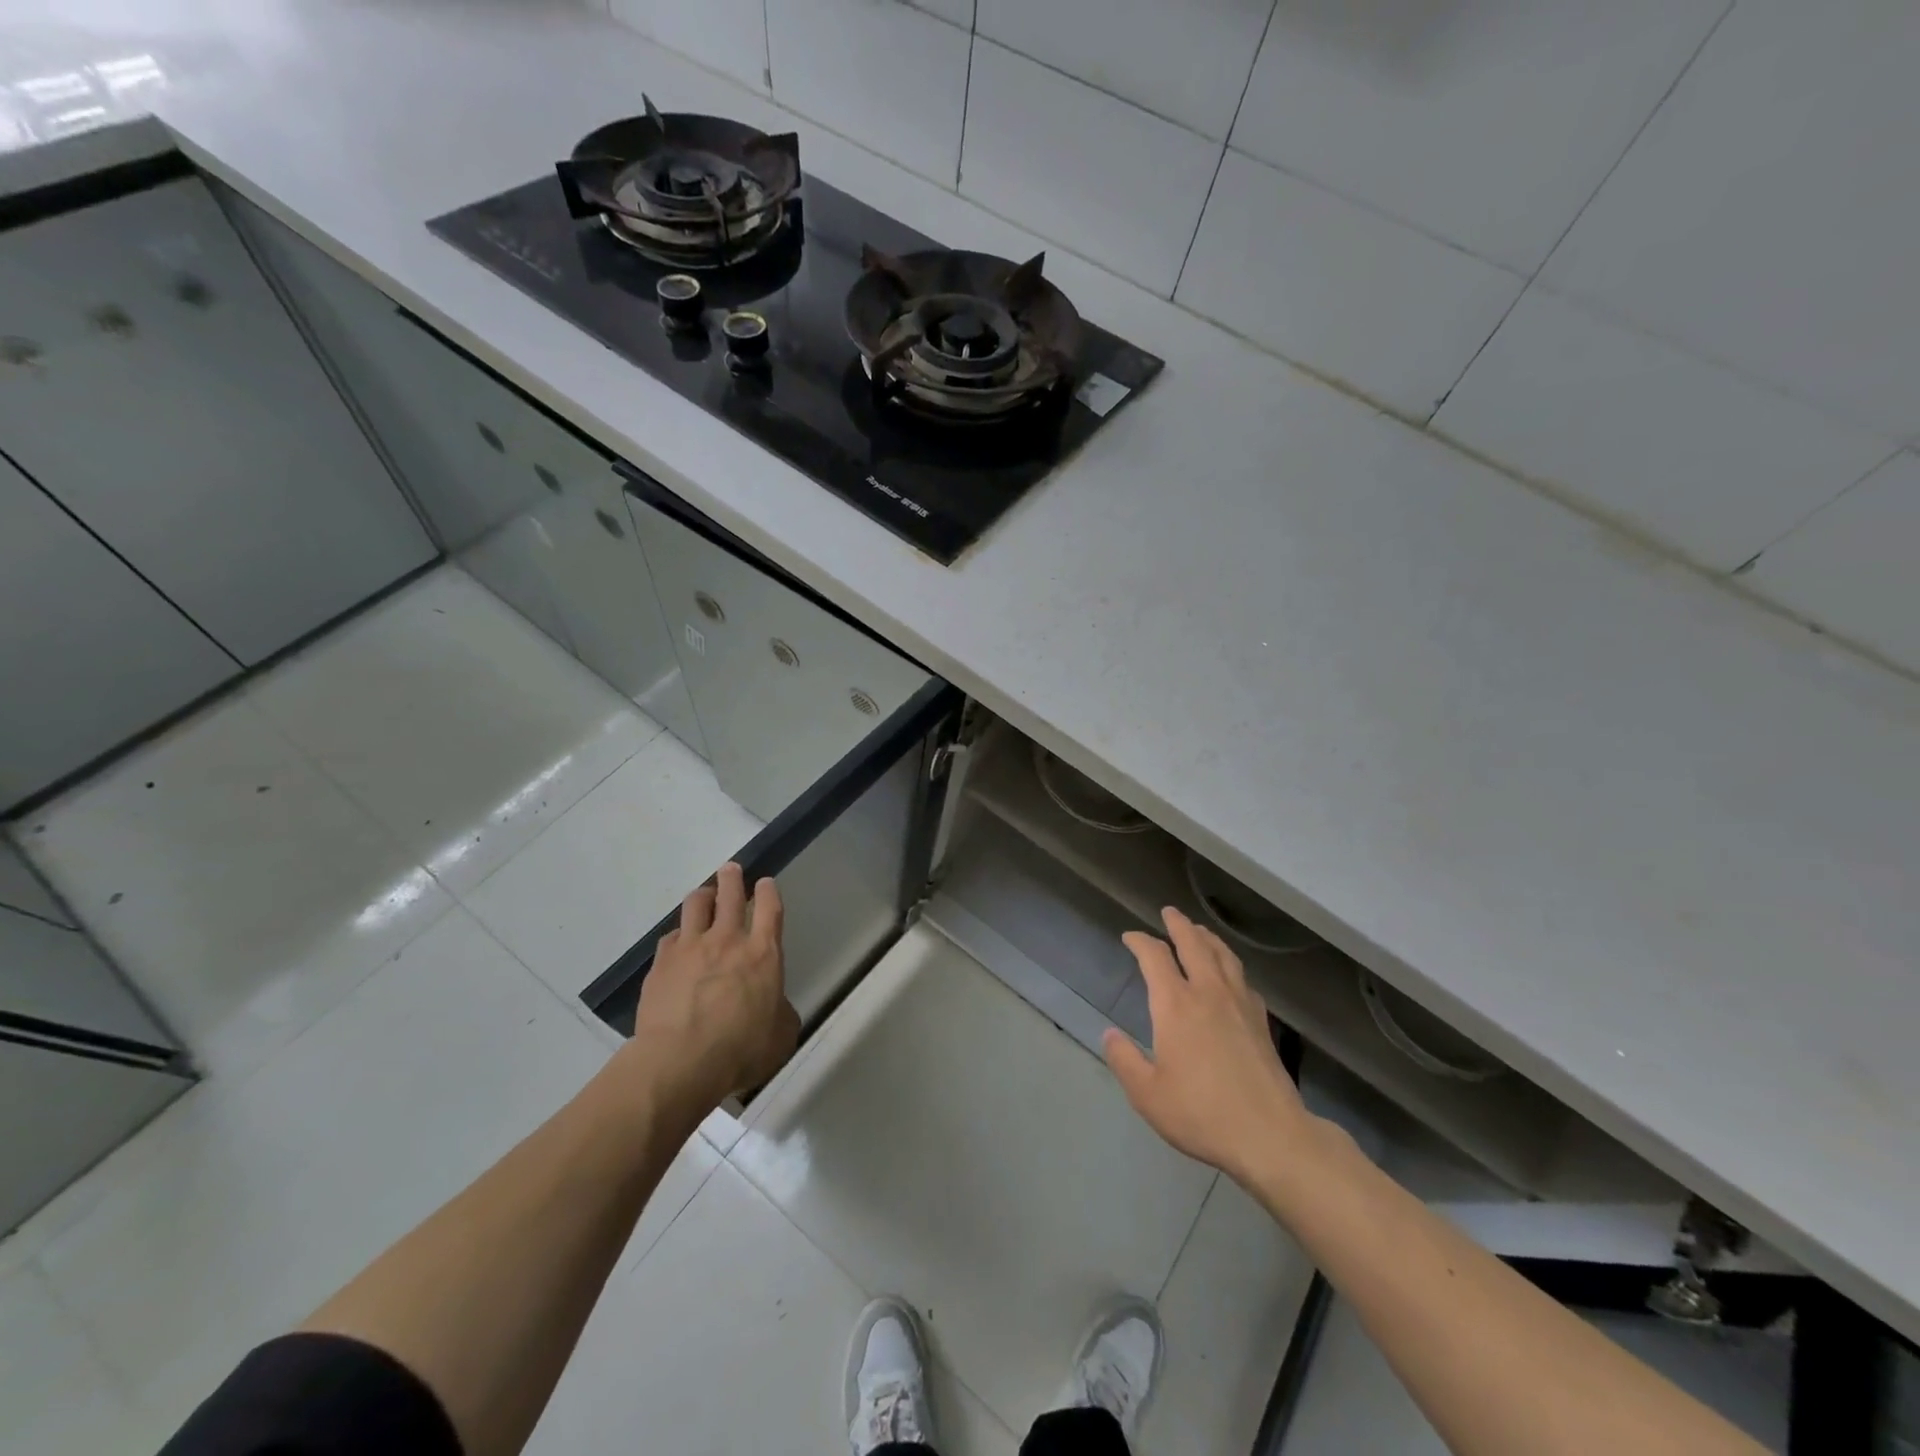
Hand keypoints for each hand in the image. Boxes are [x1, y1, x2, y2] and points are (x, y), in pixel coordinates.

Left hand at [628, 863, 799, 1120]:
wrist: (680, 1062)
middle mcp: (727, 940)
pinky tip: (678, 944)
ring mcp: (691, 948)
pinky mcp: (661, 963)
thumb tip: (775, 1006)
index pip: (769, 908)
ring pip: (696, 905)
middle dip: (731, 878)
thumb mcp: (780, 1035)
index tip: (764, 883)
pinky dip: (678, 936)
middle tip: (730, 870)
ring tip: (703, 897)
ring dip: (702, 896)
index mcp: (763, 954)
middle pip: (729, 894)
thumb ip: (780, 1012)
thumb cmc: (741, 1050)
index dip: (768, 891)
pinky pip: (671, 937)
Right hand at [1103, 907, 1315, 1185]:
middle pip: (1194, 944)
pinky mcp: (1261, 1021)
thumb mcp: (1148, 1094)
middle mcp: (1208, 992)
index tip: (1130, 937)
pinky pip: (1243, 979)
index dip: (1140, 941)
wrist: (1270, 1135)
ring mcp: (1239, 1004)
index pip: (1155, 957)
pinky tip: (1231, 976)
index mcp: (1175, 1004)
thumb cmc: (1201, 1113)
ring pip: (1223, 956)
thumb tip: (1109, 1035)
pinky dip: (1231, 966)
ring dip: (1207, 938)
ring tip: (1199, 931)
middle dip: (1178, 924)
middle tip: (1169, 912)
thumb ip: (1125, 1060)